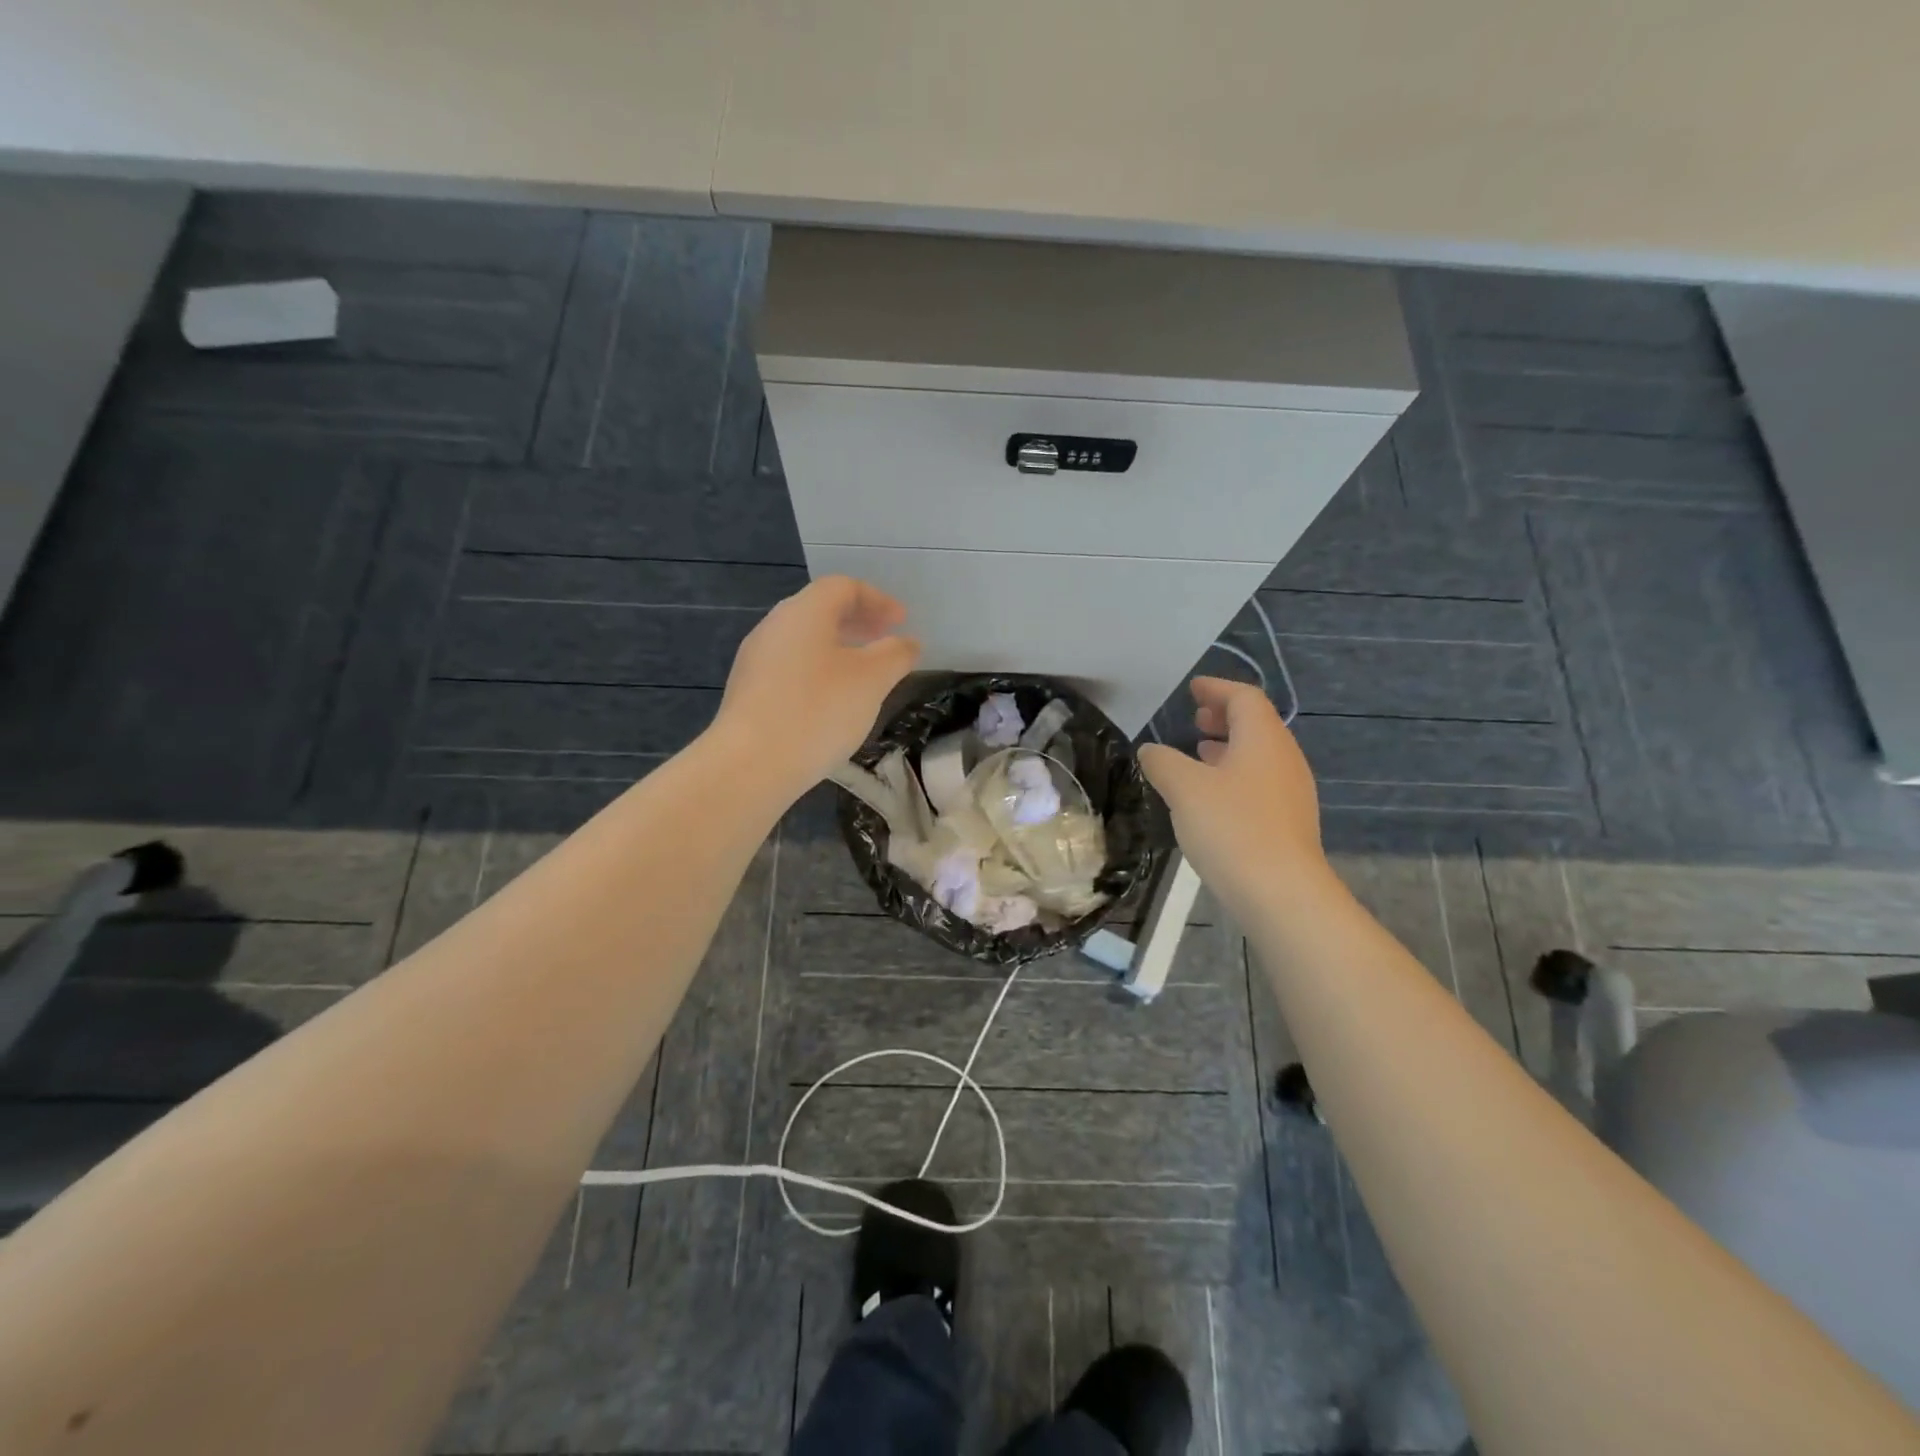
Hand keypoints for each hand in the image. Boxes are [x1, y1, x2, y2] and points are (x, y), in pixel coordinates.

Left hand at [711, 576, 919, 791]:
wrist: (750, 764)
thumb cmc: (817, 711)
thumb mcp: (871, 681)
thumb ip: (895, 655)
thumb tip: (908, 643)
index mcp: (804, 612)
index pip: (843, 587)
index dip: (878, 599)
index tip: (901, 622)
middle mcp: (774, 626)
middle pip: (820, 610)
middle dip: (858, 621)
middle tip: (885, 639)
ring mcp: (756, 659)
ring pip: (804, 640)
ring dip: (838, 647)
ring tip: (864, 673)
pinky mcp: (748, 690)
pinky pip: (791, 666)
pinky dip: (819, 669)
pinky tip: (832, 700)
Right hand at [1137, 678, 1327, 904]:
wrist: (1281, 893)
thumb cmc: (1231, 828)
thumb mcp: (1183, 789)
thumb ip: (1163, 762)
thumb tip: (1151, 750)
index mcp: (1263, 739)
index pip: (1244, 698)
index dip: (1216, 689)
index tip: (1193, 689)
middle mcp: (1284, 758)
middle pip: (1256, 724)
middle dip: (1224, 717)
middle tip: (1195, 719)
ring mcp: (1291, 792)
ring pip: (1258, 755)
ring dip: (1229, 747)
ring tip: (1199, 753)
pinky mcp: (1288, 822)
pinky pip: (1260, 782)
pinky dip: (1235, 775)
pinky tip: (1213, 797)